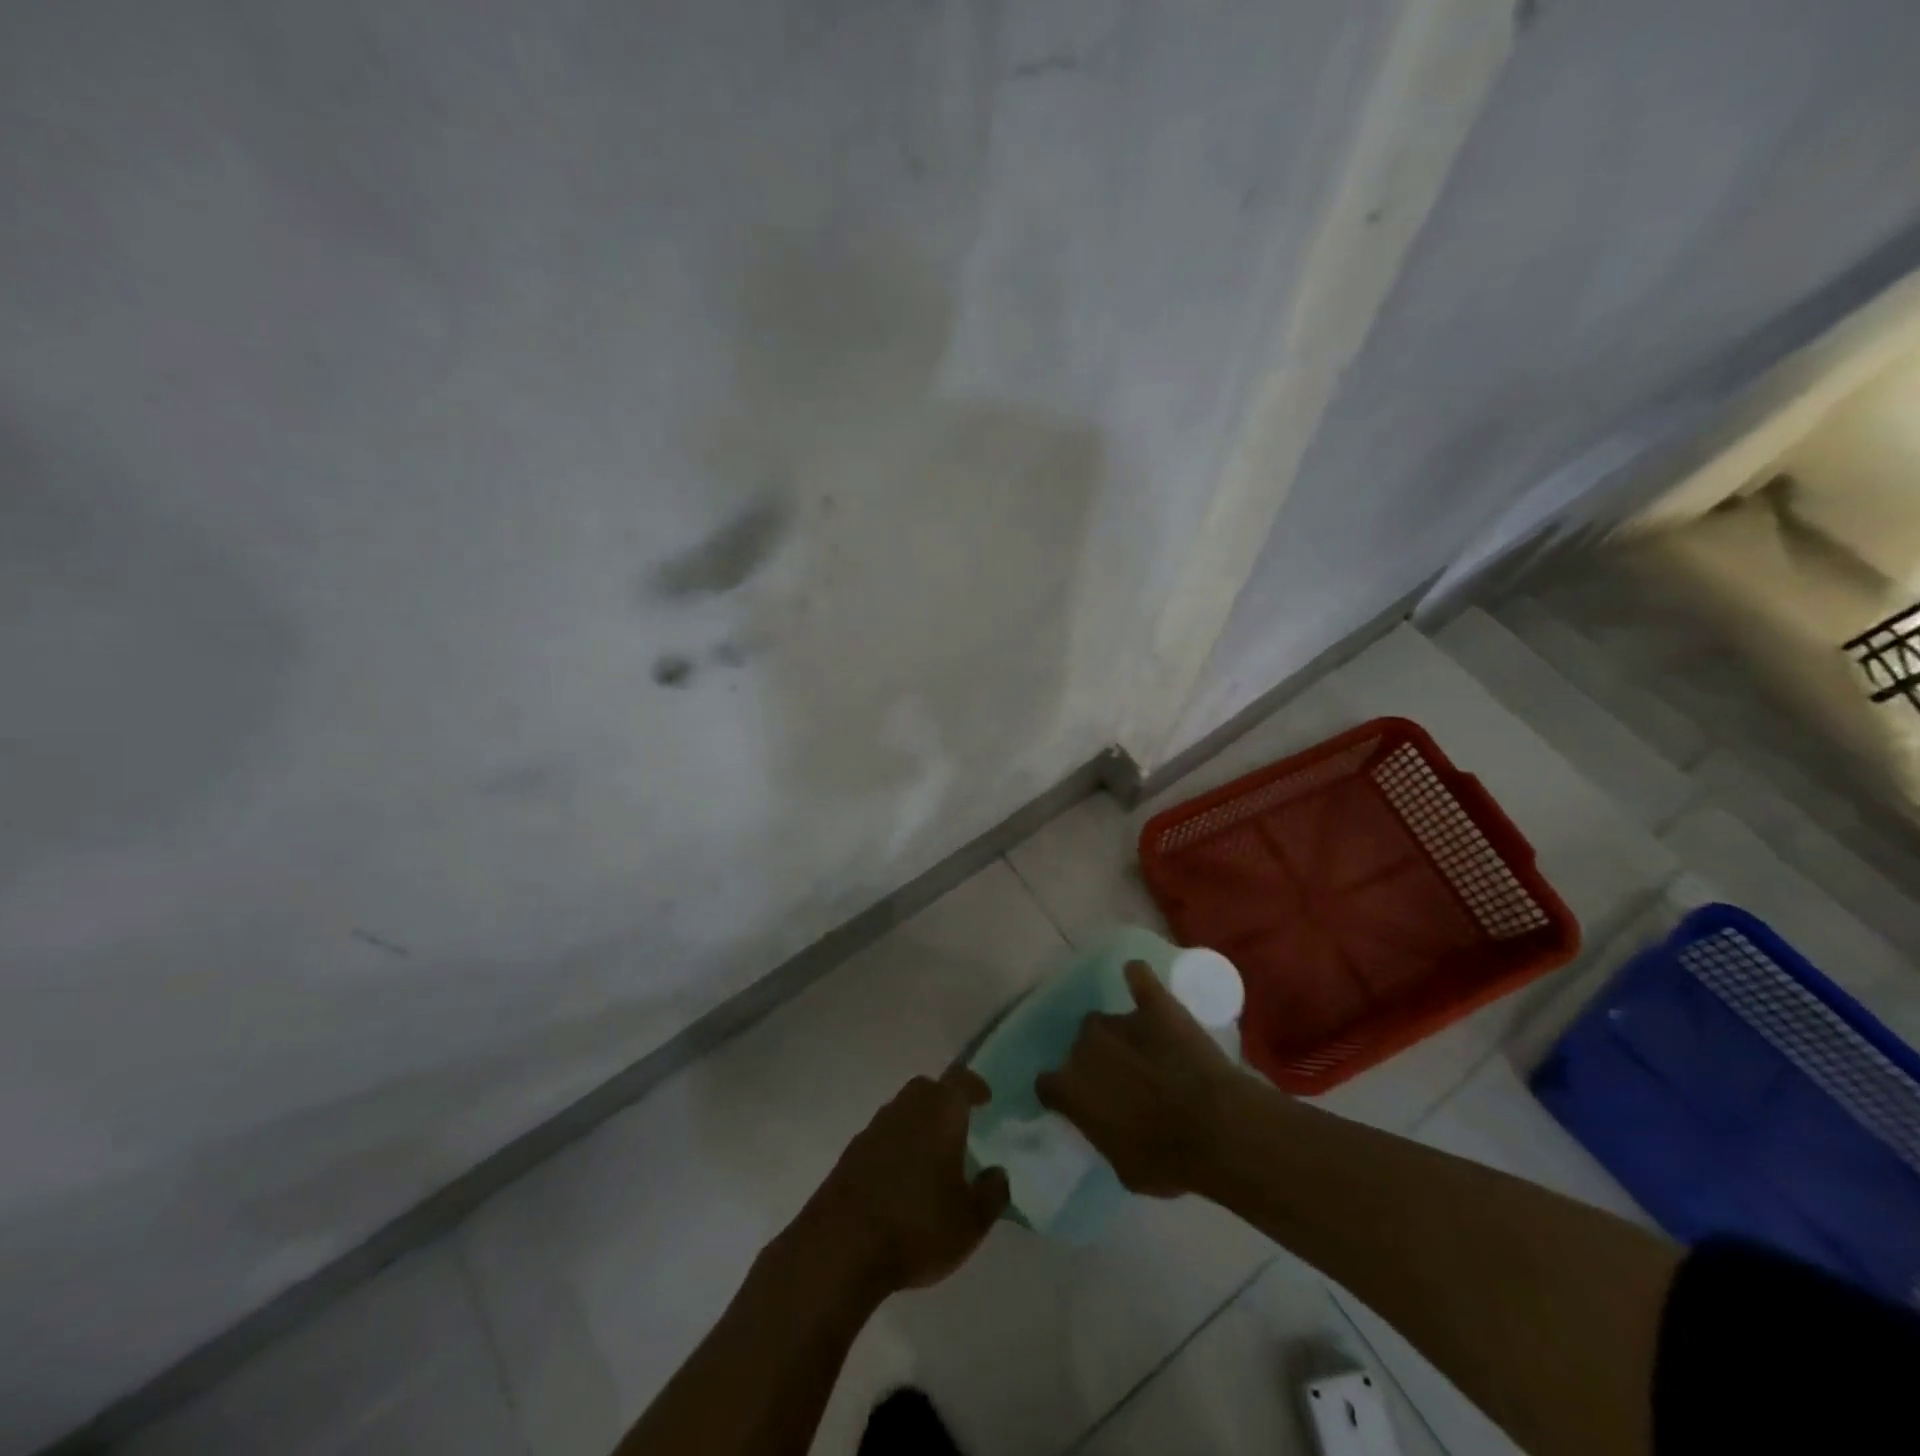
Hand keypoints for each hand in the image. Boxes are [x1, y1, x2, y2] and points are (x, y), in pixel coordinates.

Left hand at [798, 1068, 1009, 1298]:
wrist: (841, 1246)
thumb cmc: (917, 1225)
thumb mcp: (970, 1221)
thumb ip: (992, 1193)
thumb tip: (998, 1172)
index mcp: (941, 1112)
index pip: (961, 1080)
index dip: (975, 1086)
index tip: (985, 1098)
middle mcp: (906, 1108)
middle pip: (927, 1088)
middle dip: (944, 1100)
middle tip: (958, 1124)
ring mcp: (874, 1128)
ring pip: (902, 1110)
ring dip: (918, 1122)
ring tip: (931, 1155)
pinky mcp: (851, 1152)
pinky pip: (882, 1136)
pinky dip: (896, 1146)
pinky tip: (901, 1178)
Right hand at [1036, 960, 1243, 1196]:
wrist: (1216, 1129)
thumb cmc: (1167, 1160)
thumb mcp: (1124, 1167)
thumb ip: (1104, 1135)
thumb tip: (1105, 1124)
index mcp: (1070, 1088)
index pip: (1047, 1083)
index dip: (1062, 1092)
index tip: (1078, 1101)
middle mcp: (1085, 1047)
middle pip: (1079, 1048)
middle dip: (1095, 1062)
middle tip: (1122, 1079)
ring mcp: (1119, 1021)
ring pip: (1106, 1021)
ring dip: (1118, 1035)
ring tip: (1145, 1049)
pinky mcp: (1154, 1003)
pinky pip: (1138, 977)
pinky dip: (1137, 978)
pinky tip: (1138, 977)